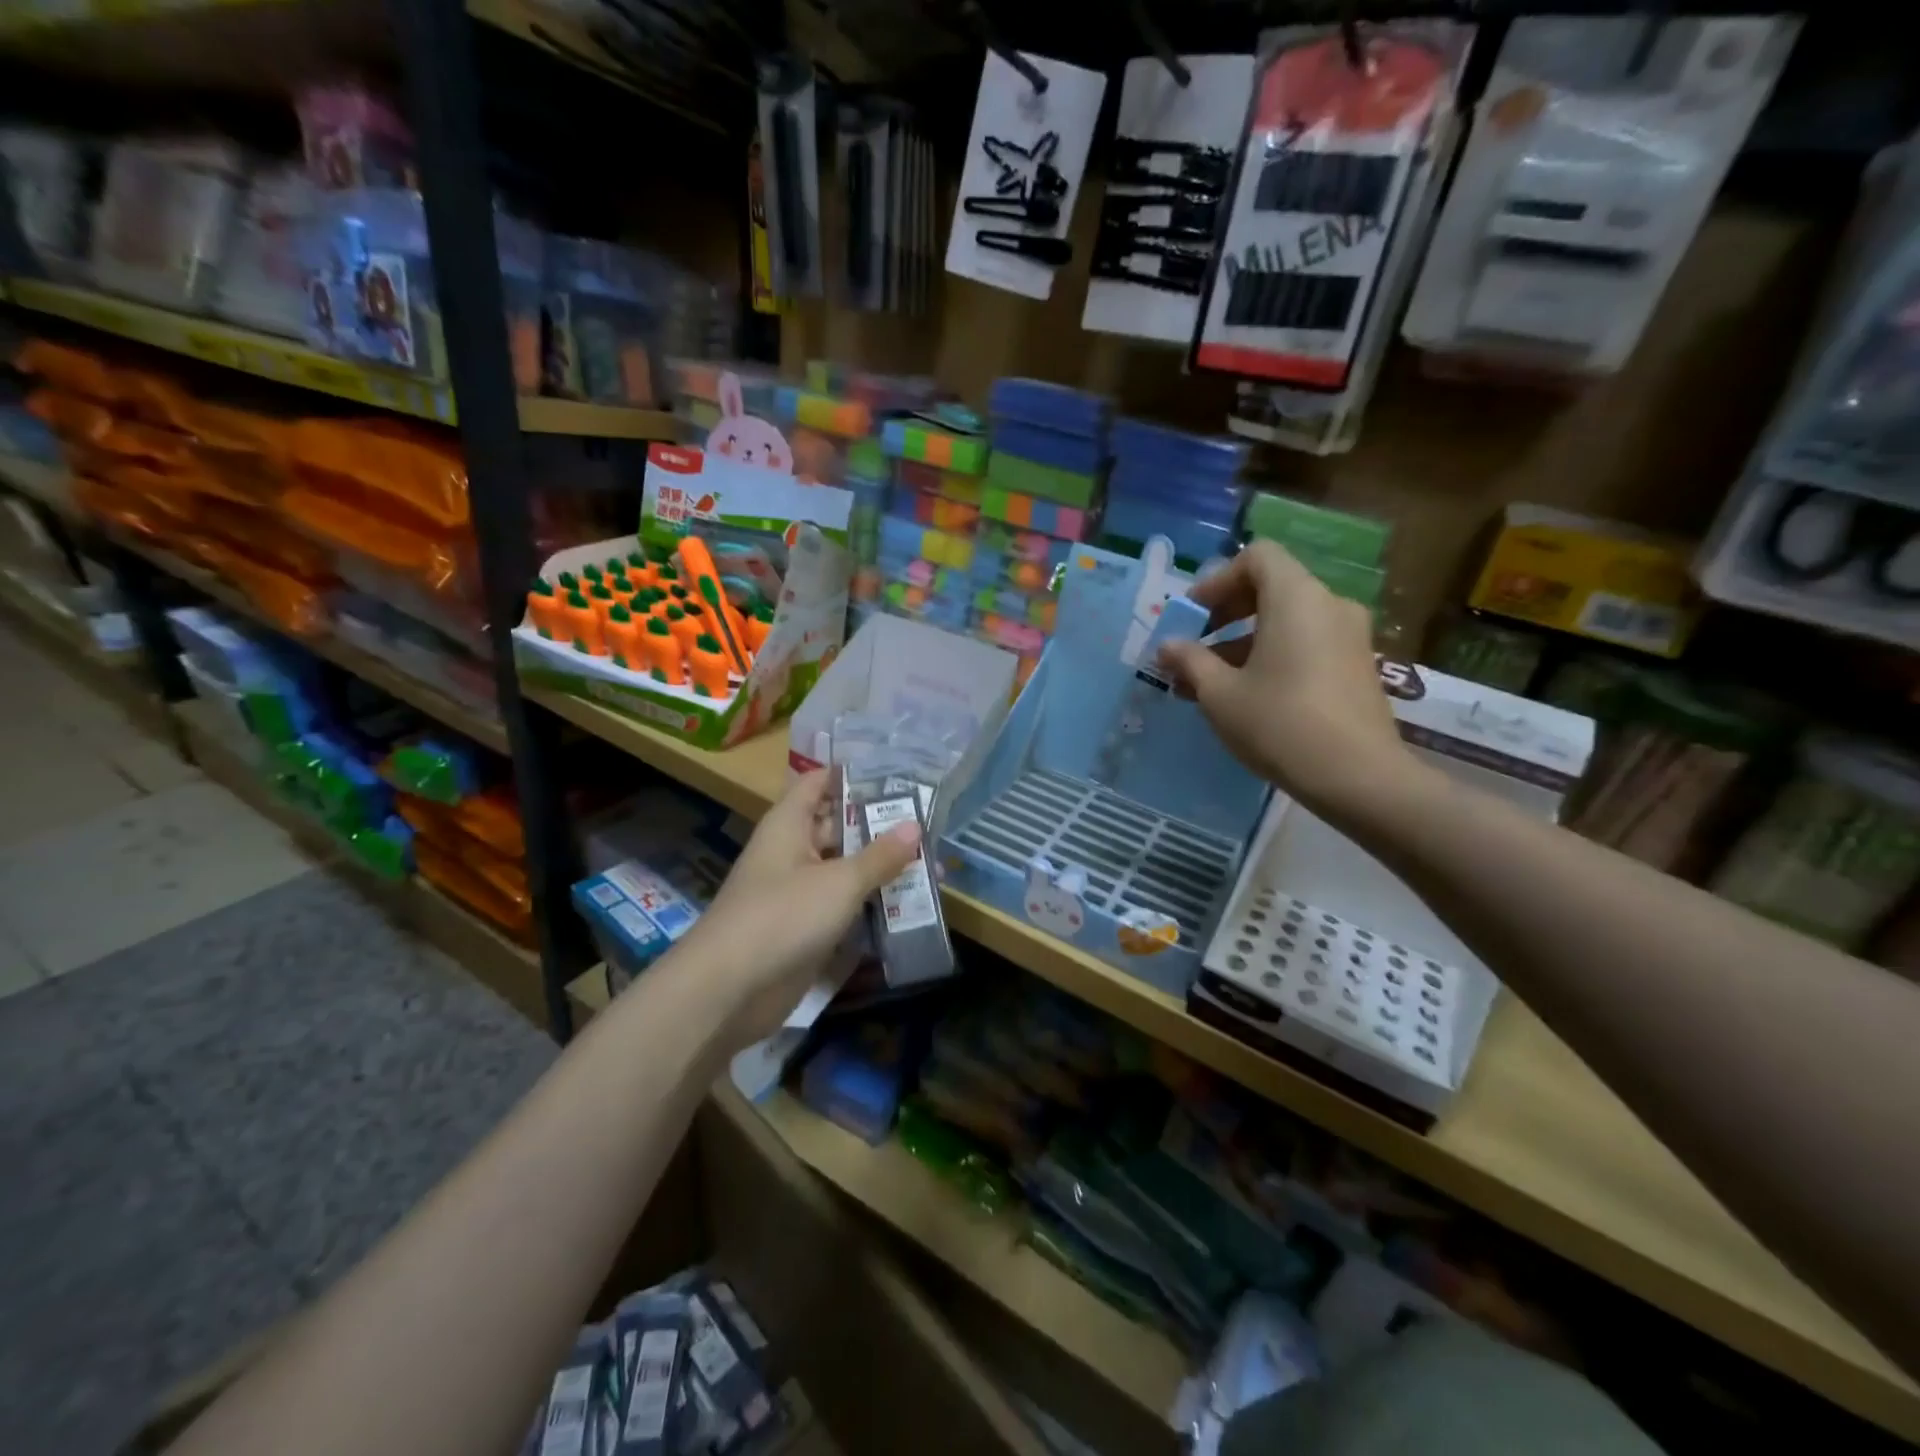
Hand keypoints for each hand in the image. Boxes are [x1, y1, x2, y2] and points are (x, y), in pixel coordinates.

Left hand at [689, 770, 920, 1045]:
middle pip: (837, 826)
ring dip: (879, 867)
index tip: (896, 773)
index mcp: (789, 825)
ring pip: (843, 869)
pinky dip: (870, 903)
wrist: (728, 990)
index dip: (852, 775)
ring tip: (930, 861)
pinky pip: (842, 906)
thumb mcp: (840, 882)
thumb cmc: (782, 917)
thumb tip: (915, 825)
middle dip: (878, 824)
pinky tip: (908, 905)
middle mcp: (792, 852)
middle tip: (928, 820)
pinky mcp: (804, 930)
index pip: (819, 783)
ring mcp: (797, 893)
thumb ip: (879, 855)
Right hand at [1157, 540, 1418, 816]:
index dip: (1218, 580)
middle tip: (1194, 647)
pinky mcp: (1356, 667)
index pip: (1257, 557)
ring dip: (1243, 642)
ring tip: (1208, 684)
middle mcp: (1329, 605)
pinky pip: (1307, 643)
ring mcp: (1349, 637)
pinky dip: (1272, 656)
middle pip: (1271, 588)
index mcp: (1296, 598)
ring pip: (1287, 621)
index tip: (1192, 616)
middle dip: (1225, 614)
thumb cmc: (1279, 724)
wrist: (1358, 777)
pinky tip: (1246, 697)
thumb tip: (1168, 645)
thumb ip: (1190, 661)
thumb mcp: (1220, 694)